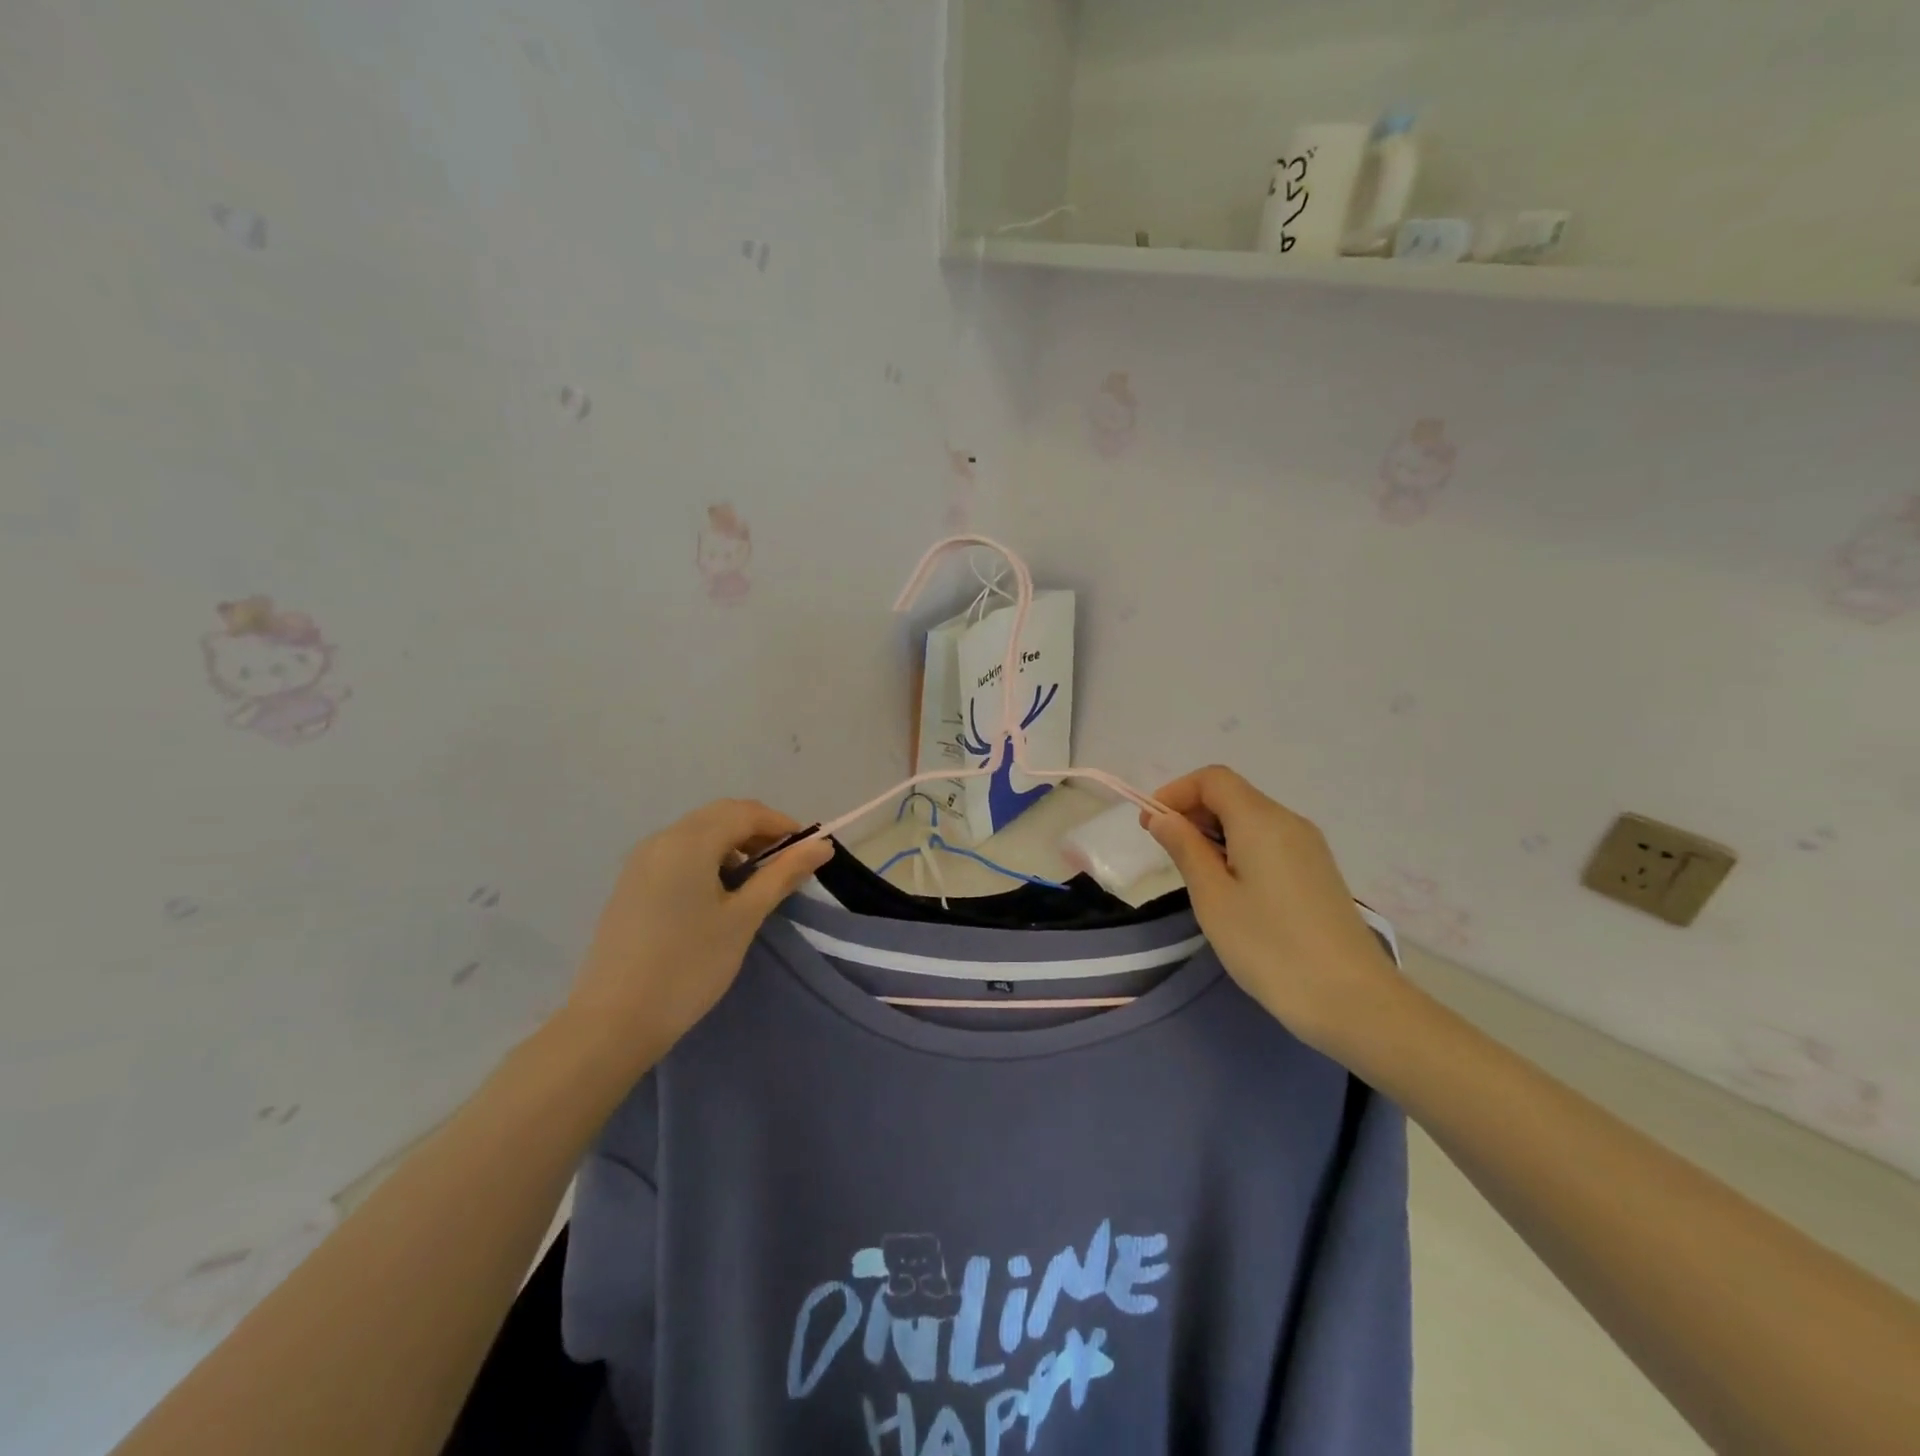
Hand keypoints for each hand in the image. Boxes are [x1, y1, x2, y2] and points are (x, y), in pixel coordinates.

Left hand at [559, 800, 832, 1068]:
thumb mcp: (744, 918)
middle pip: (720, 816)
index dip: (781, 825)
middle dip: (757, 832)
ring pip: (697, 833)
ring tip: (754, 883)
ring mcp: (640, 861)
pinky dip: (706, 859)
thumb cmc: (689, 966)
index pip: (745, 812)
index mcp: (689, 841)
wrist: (613, 1022)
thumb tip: (822, 846)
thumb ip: (782, 875)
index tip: (807, 853)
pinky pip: (677, 853)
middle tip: (785, 865)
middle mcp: (661, 839)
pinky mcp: (630, 884)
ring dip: (732, 844)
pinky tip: (717, 895)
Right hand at [1144, 766, 1405, 1060]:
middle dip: (1192, 811)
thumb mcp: (1213, 898)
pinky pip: (1269, 841)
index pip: (1213, 779)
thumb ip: (1185, 849)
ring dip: (1214, 831)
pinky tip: (1229, 887)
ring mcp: (1309, 847)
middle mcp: (1289, 822)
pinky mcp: (1317, 872)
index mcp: (1261, 820)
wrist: (1353, 1001)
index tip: (1150, 825)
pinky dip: (1238, 848)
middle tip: (1164, 850)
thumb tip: (1164, 818)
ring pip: (1251, 819)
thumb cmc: (1270, 947)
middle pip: (1233, 795)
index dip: (1176, 792)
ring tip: (1193, 873)